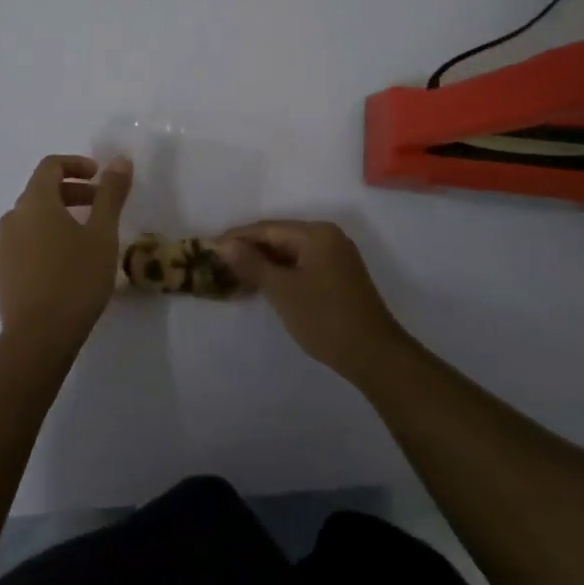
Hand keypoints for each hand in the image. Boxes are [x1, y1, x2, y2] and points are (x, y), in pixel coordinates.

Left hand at [0, 154, 132, 357]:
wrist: (38, 338)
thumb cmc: (75, 279)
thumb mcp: (102, 234)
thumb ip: (111, 194)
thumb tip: (120, 159)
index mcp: (35, 202)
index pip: (50, 166)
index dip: (76, 164)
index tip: (100, 176)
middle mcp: (13, 217)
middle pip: (41, 190)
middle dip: (73, 191)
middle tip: (101, 205)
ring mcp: (4, 245)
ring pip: (33, 217)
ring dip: (59, 215)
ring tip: (87, 235)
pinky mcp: (3, 271)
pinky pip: (25, 240)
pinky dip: (46, 236)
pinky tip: (66, 261)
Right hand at [219, 221, 408, 381]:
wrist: (374, 355)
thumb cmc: (325, 319)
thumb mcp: (283, 291)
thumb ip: (252, 264)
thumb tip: (225, 244)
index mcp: (316, 233)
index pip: (267, 229)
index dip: (237, 238)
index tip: (209, 247)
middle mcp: (328, 237)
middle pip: (280, 237)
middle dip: (250, 251)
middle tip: (218, 263)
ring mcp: (336, 256)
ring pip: (291, 253)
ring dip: (264, 264)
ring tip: (234, 276)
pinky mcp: (339, 275)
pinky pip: (303, 264)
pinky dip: (282, 273)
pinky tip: (263, 285)